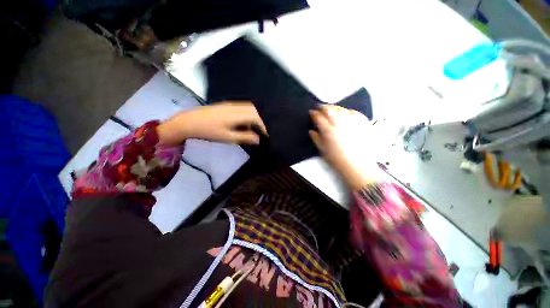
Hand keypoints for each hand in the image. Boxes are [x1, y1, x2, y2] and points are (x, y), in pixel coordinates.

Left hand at [157, 102, 266, 145]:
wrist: (188, 122)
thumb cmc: (209, 131)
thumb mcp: (228, 137)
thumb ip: (245, 137)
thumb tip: (258, 140)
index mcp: (237, 114)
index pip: (256, 118)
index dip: (263, 126)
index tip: (266, 135)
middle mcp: (235, 107)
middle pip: (253, 110)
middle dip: (260, 120)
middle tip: (261, 131)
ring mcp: (230, 105)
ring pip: (247, 108)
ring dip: (253, 117)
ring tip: (252, 129)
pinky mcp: (225, 106)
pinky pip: (241, 108)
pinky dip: (246, 115)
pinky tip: (242, 124)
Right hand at [309, 105, 378, 189]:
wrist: (358, 166)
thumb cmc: (338, 160)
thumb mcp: (323, 150)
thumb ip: (316, 139)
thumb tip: (311, 131)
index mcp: (329, 131)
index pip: (319, 118)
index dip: (314, 114)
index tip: (311, 112)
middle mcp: (340, 124)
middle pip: (330, 110)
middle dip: (323, 107)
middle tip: (319, 108)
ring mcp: (353, 122)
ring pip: (342, 109)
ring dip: (334, 107)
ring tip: (331, 109)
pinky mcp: (363, 124)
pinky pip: (355, 112)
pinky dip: (348, 110)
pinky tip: (346, 112)